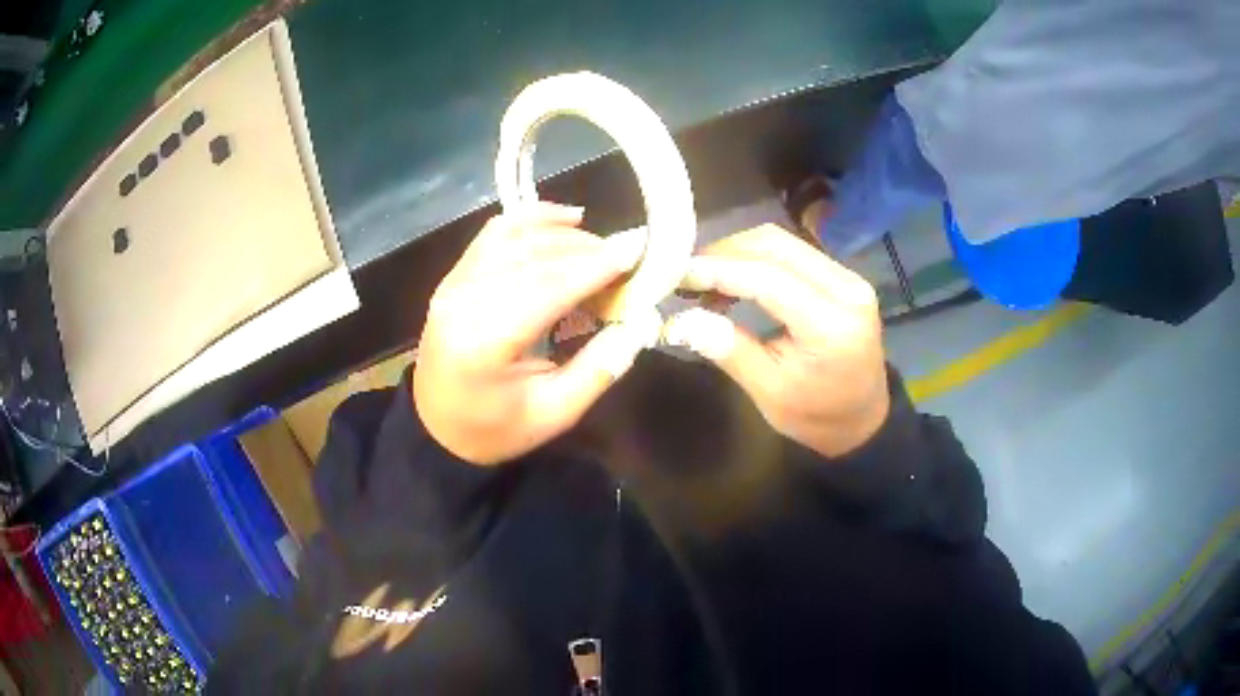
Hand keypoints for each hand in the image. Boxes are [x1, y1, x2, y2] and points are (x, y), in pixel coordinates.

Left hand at [413, 203, 660, 465]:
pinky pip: (495, 233)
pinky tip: (564, 220)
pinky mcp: (454, 276)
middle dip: (586, 249)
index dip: (594, 266)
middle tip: (628, 256)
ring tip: (601, 246)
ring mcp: (454, 283)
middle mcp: (463, 300)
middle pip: (534, 256)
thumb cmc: (495, 429)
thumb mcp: (553, 414)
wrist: (436, 428)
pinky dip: (532, 219)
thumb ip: (597, 369)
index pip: (547, 287)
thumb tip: (637, 325)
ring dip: (563, 234)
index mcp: (484, 341)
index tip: (636, 251)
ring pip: (515, 236)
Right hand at [664, 224, 888, 457]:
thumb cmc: (816, 416)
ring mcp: (848, 277)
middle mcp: (846, 288)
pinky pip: (793, 252)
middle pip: (776, 245)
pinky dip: (756, 258)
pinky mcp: (842, 276)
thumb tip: (682, 320)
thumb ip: (731, 350)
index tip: (676, 273)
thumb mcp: (770, 393)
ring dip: (738, 252)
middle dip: (724, 252)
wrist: (864, 419)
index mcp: (831, 324)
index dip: (718, 270)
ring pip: (783, 242)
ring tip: (704, 278)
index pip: (768, 278)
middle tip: (685, 272)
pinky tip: (733, 279)